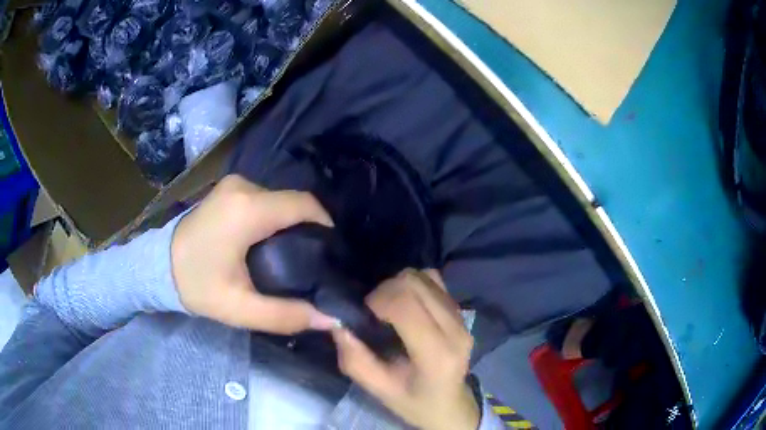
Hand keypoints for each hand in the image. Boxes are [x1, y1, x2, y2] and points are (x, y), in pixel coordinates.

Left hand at [171, 174, 336, 333]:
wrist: (158, 266)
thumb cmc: (196, 285)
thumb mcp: (239, 308)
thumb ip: (285, 315)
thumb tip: (329, 318)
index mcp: (247, 210)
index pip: (303, 205)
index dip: (325, 224)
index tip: (331, 251)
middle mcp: (243, 187)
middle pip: (292, 201)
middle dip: (307, 227)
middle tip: (311, 260)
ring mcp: (233, 184)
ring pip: (278, 199)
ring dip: (289, 222)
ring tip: (292, 253)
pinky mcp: (228, 189)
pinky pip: (264, 198)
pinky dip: (273, 217)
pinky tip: (269, 240)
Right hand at [332, 269, 479, 429]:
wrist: (449, 405)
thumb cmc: (413, 401)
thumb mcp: (379, 389)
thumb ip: (355, 360)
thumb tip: (337, 323)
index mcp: (436, 354)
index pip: (405, 305)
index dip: (377, 300)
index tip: (363, 313)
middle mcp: (455, 330)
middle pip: (414, 284)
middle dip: (384, 290)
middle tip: (372, 311)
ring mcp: (462, 317)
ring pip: (424, 276)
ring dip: (399, 286)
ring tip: (388, 307)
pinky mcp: (461, 311)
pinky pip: (434, 280)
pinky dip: (414, 285)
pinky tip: (407, 304)